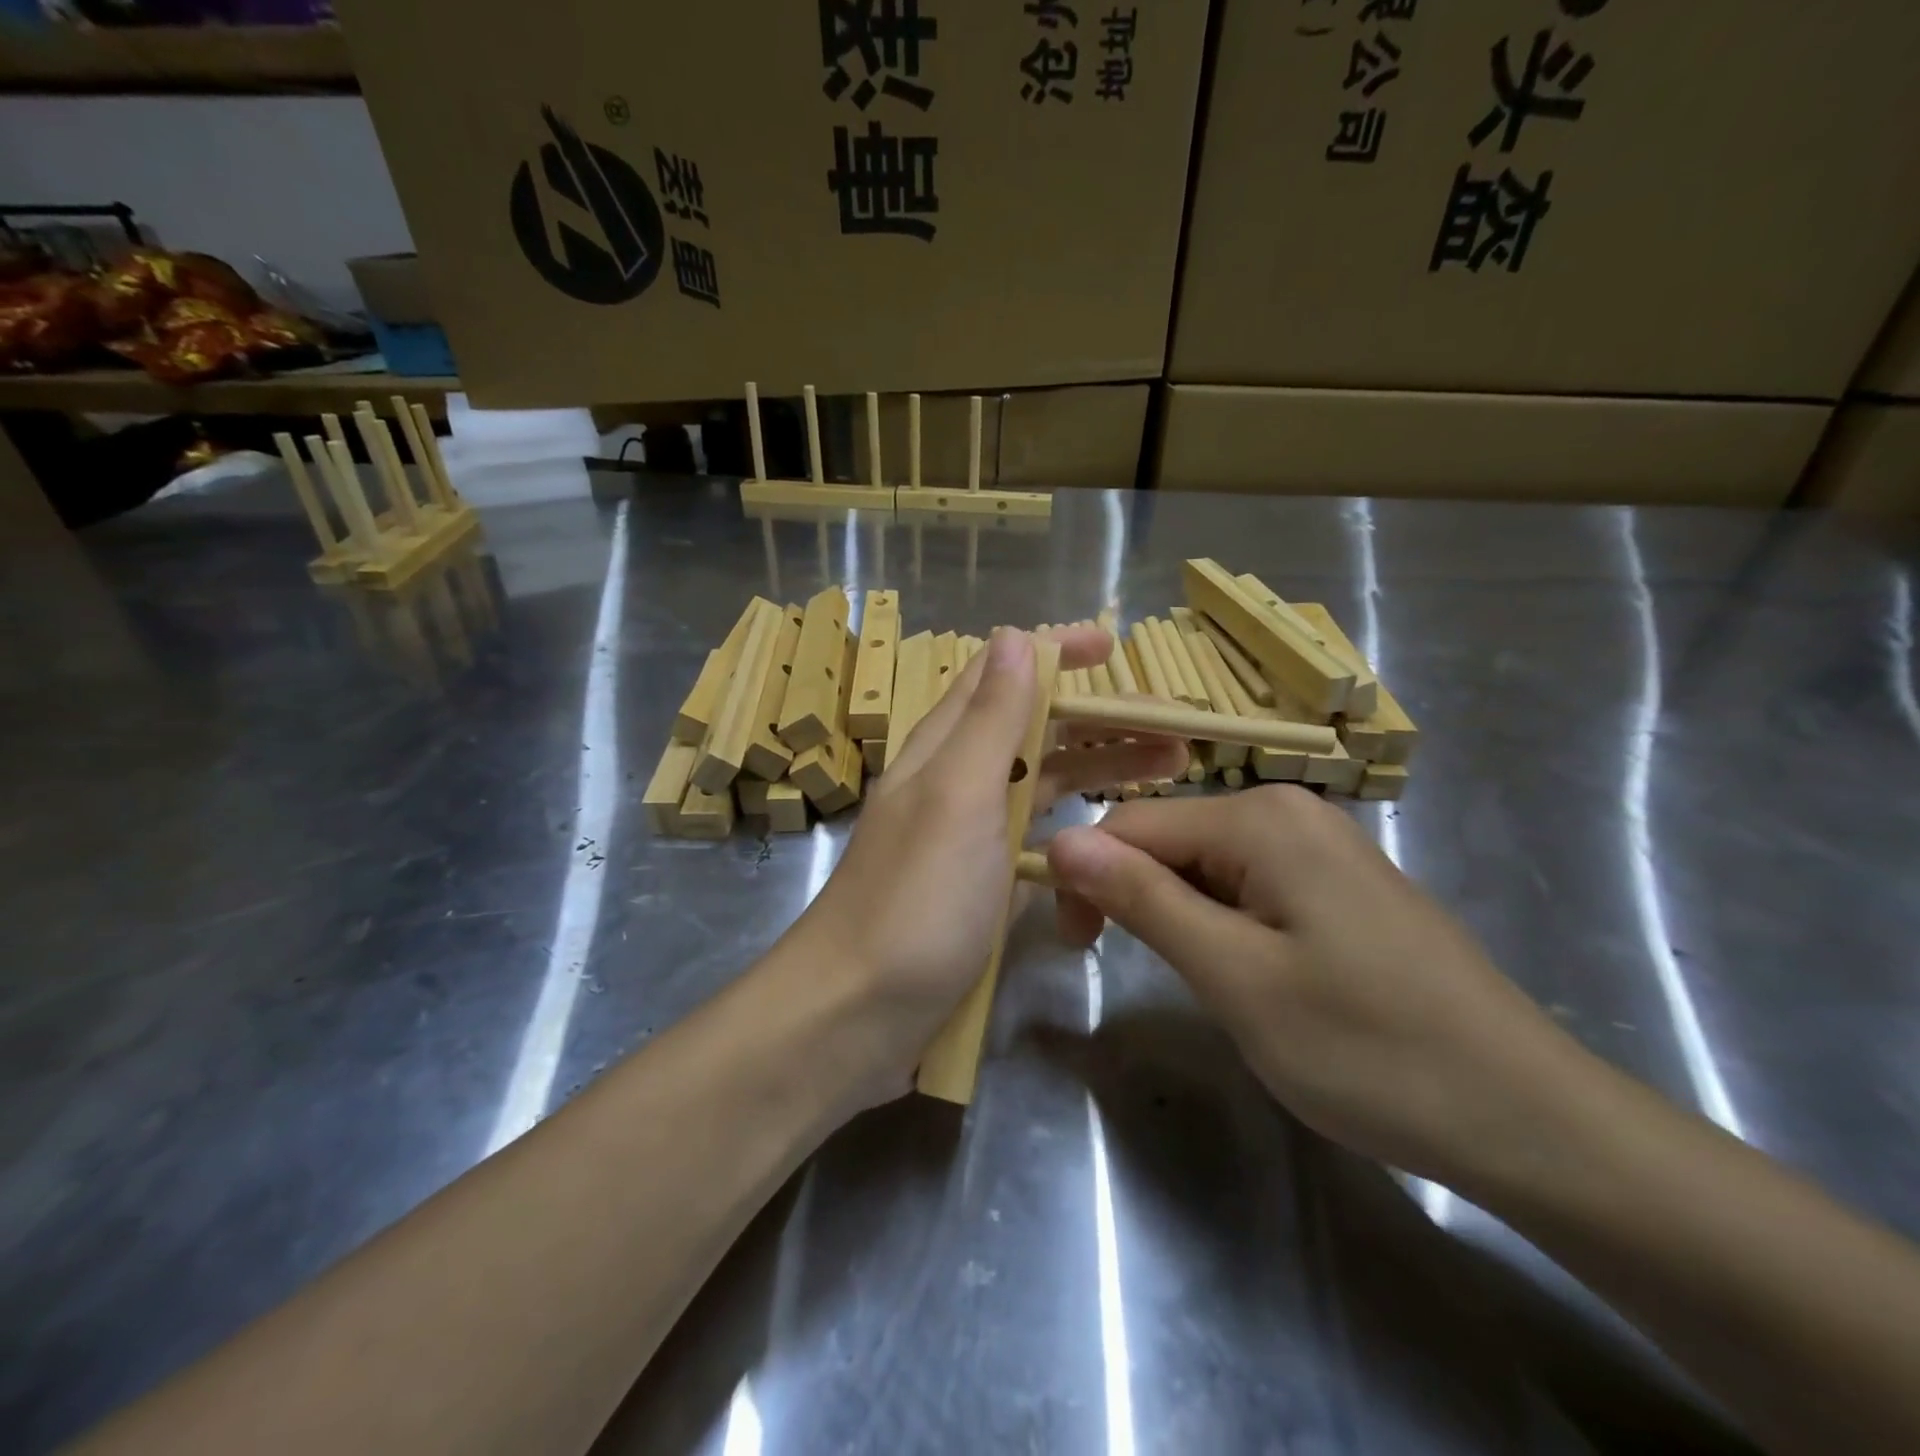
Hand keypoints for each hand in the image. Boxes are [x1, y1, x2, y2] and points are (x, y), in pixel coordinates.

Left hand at [788, 626, 1187, 1103]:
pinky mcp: (983, 889)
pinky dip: (1077, 834)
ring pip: (1042, 786)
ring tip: (1169, 773)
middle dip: (1100, 721)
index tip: (1114, 647)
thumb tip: (1016, 636)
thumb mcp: (958, 798)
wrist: (857, 1015)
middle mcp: (958, 784)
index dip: (1054, 653)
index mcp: (946, 749)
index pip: (1001, 675)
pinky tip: (1116, 843)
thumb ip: (989, 720)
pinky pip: (1039, 845)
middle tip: (1174, 730)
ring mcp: (971, 840)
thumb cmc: (914, 901)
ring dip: (1100, 772)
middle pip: (1035, 731)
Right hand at [1047, 787, 1603, 1193]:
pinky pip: (1249, 882)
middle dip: (1134, 895)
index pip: (1130, 826)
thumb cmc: (1370, 1049)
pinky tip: (1249, 970)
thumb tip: (1059, 841)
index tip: (1076, 950)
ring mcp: (1320, 843)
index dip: (1086, 880)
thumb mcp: (1235, 977)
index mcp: (1260, 818)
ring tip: (1206, 980)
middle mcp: (1288, 810)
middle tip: (1139, 971)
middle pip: (1169, 838)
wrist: (1527, 1117)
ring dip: (1179, 914)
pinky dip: (1222, 920)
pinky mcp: (1339, 881)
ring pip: (1206, 863)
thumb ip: (1142, 900)